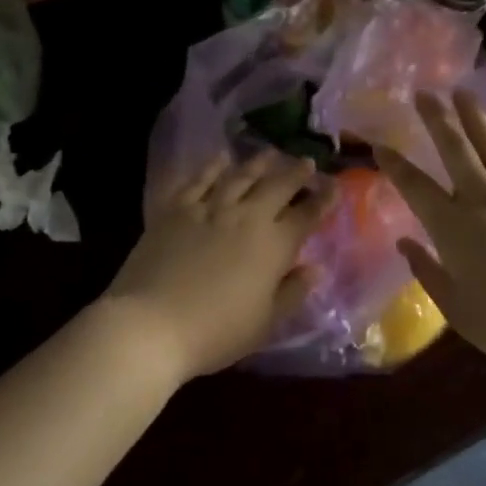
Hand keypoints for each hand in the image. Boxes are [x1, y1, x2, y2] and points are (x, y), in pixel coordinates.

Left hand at [104, 149, 325, 381]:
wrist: (151, 323)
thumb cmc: (215, 332)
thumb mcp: (265, 323)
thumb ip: (292, 292)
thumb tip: (316, 268)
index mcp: (274, 246)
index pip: (307, 215)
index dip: (323, 199)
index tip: (334, 185)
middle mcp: (246, 217)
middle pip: (277, 186)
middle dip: (295, 172)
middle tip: (305, 161)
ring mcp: (209, 208)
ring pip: (240, 176)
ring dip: (258, 163)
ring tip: (270, 153)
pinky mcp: (176, 209)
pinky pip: (199, 180)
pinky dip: (213, 167)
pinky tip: (220, 158)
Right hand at [378, 90, 485, 382]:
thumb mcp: (455, 308)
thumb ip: (427, 271)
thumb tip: (404, 242)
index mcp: (453, 228)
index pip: (415, 186)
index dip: (395, 164)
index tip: (379, 144)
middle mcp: (483, 201)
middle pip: (455, 150)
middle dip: (436, 119)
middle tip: (424, 92)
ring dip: (475, 117)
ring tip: (463, 92)